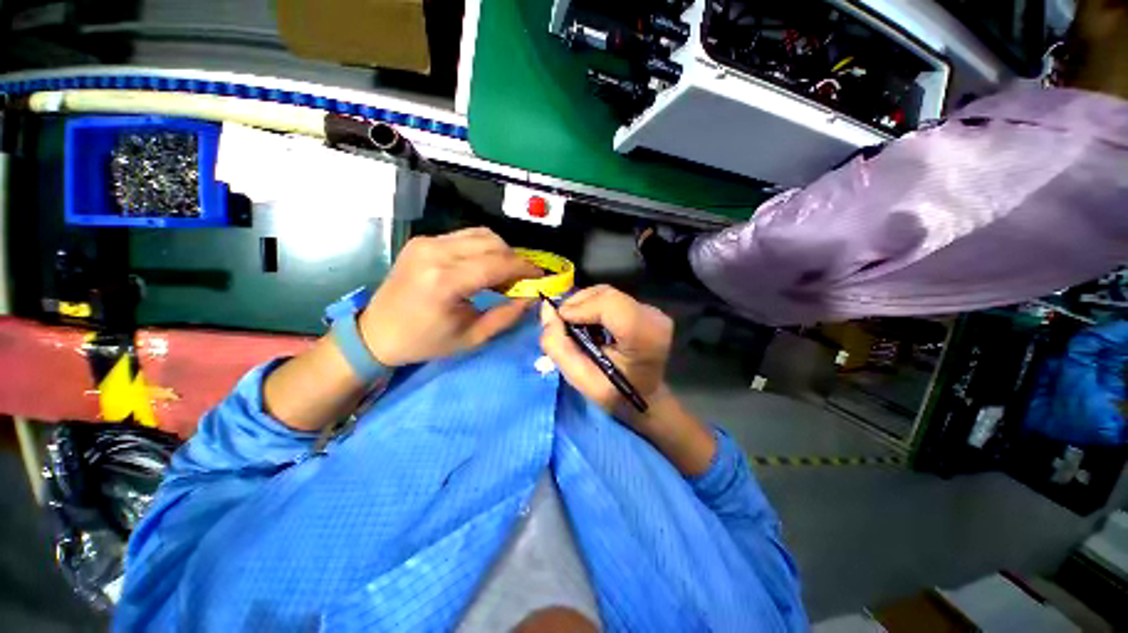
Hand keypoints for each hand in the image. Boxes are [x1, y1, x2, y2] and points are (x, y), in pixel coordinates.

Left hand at [359, 227, 540, 366]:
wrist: (377, 332)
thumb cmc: (425, 341)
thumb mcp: (472, 337)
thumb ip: (507, 315)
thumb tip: (532, 297)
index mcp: (445, 281)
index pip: (497, 263)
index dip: (524, 268)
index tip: (540, 277)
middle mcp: (435, 252)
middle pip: (492, 243)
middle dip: (515, 259)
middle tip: (522, 280)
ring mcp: (426, 242)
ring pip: (480, 234)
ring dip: (501, 251)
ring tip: (504, 274)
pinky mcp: (423, 240)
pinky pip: (465, 236)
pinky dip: (483, 248)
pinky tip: (484, 266)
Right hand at [540, 285, 673, 423]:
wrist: (645, 397)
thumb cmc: (615, 394)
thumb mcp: (581, 380)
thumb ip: (559, 346)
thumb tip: (547, 310)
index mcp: (645, 336)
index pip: (609, 304)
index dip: (580, 308)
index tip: (561, 323)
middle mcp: (653, 316)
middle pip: (605, 294)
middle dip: (577, 305)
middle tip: (564, 327)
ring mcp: (652, 310)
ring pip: (606, 293)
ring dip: (583, 306)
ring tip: (576, 328)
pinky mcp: (647, 309)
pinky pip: (611, 298)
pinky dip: (593, 307)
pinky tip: (590, 325)